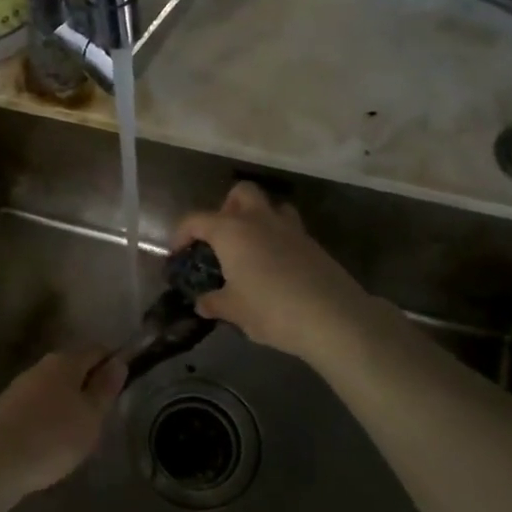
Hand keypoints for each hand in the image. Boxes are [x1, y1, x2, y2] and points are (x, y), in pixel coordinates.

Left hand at [0, 348, 127, 501]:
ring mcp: (21, 386)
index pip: (96, 351)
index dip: (113, 363)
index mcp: (65, 362)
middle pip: (74, 367)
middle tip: (105, 414)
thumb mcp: (90, 416)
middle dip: (90, 385)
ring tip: (81, 432)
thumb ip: (105, 388)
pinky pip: (38, 404)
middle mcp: (41, 366)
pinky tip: (53, 439)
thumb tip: (118, 361)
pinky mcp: (7, 408)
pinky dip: (50, 416)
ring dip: (69, 402)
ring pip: (55, 387)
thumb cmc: (52, 437)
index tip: (126, 383)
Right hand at [172, 182, 366, 363]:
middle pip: (240, 193)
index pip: (196, 220)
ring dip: (256, 218)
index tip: (178, 255)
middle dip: (226, 208)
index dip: (181, 234)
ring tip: (250, 248)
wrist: (333, 318)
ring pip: (270, 206)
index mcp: (231, 231)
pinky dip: (277, 239)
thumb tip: (202, 302)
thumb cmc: (271, 310)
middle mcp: (259, 220)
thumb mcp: (234, 310)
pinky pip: (288, 229)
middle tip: (220, 238)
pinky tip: (274, 267)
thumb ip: (214, 302)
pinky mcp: (312, 244)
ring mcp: (290, 228)